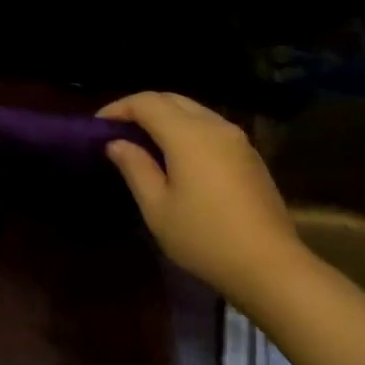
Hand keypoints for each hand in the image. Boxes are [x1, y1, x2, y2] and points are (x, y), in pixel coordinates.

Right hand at [98, 91, 302, 293]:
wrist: (267, 263)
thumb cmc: (202, 237)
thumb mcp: (157, 207)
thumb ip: (135, 167)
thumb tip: (117, 143)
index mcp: (188, 135)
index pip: (147, 102)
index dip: (119, 108)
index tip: (97, 125)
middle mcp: (215, 126)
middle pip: (173, 100)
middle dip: (142, 108)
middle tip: (118, 130)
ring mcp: (237, 140)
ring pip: (195, 112)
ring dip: (166, 118)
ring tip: (143, 142)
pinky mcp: (249, 156)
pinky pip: (210, 128)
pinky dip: (186, 130)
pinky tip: (175, 156)